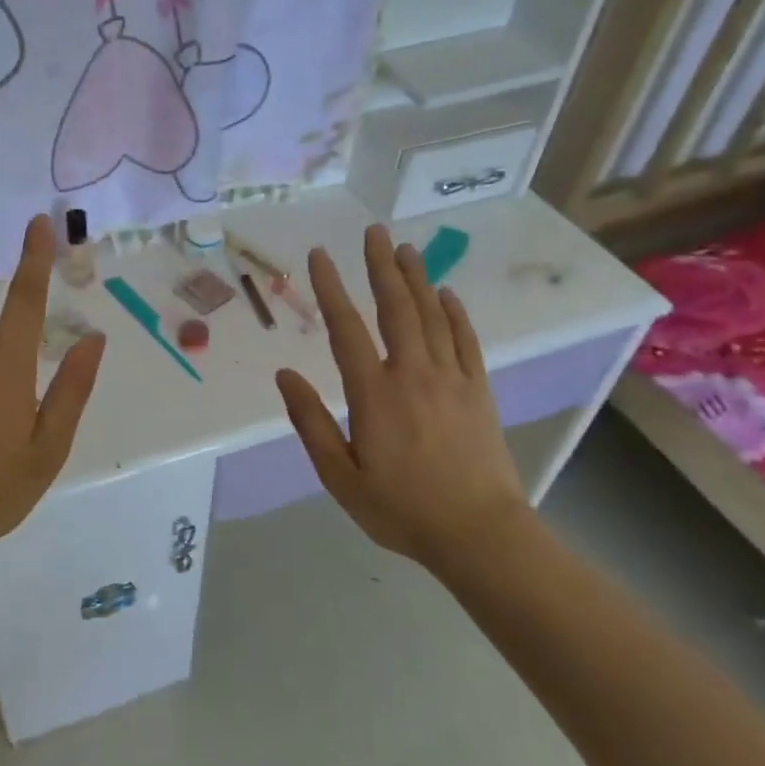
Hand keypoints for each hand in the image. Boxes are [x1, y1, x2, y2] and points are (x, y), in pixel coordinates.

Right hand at [275, 226, 525, 568]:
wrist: (479, 533)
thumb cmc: (401, 509)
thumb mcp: (340, 476)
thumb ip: (311, 423)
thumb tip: (285, 375)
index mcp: (374, 394)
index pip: (346, 328)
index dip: (330, 288)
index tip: (319, 255)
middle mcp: (412, 373)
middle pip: (395, 307)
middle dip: (381, 266)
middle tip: (374, 231)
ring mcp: (451, 378)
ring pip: (431, 315)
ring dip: (416, 278)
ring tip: (405, 249)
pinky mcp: (478, 389)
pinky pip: (465, 340)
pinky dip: (454, 313)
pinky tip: (446, 294)